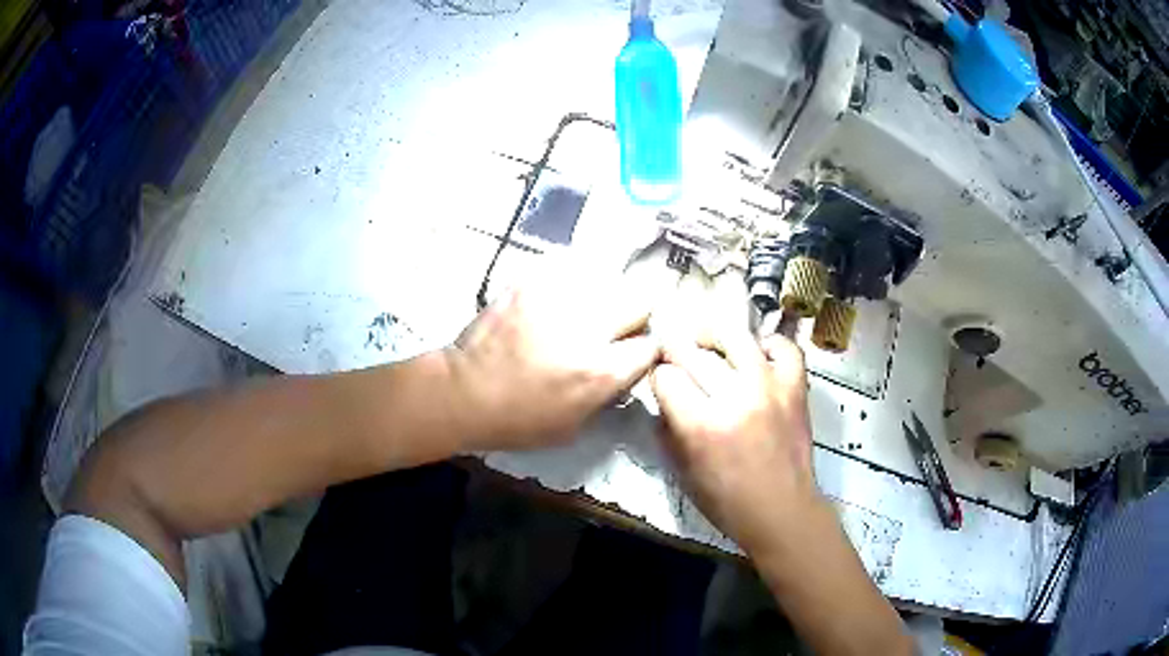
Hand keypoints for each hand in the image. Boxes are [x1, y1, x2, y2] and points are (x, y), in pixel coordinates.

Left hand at [446, 285, 658, 451]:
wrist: (463, 392)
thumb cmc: (517, 421)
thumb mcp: (574, 426)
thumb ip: (607, 393)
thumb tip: (624, 368)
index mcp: (601, 371)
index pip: (651, 344)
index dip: (646, 349)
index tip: (633, 352)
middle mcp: (587, 328)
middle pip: (640, 299)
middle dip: (634, 314)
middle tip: (614, 328)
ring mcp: (557, 299)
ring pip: (607, 279)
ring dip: (602, 297)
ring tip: (581, 313)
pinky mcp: (531, 282)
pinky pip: (568, 271)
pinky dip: (570, 284)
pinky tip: (555, 301)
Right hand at [650, 326, 820, 554]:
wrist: (782, 511)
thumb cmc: (727, 501)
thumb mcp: (683, 472)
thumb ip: (668, 430)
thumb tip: (663, 397)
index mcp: (701, 426)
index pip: (666, 377)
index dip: (657, 376)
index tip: (660, 380)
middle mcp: (735, 398)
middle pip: (694, 352)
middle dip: (676, 350)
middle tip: (674, 353)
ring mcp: (770, 388)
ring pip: (736, 337)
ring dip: (714, 335)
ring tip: (708, 341)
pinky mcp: (795, 388)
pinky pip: (784, 348)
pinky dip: (768, 344)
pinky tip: (757, 353)